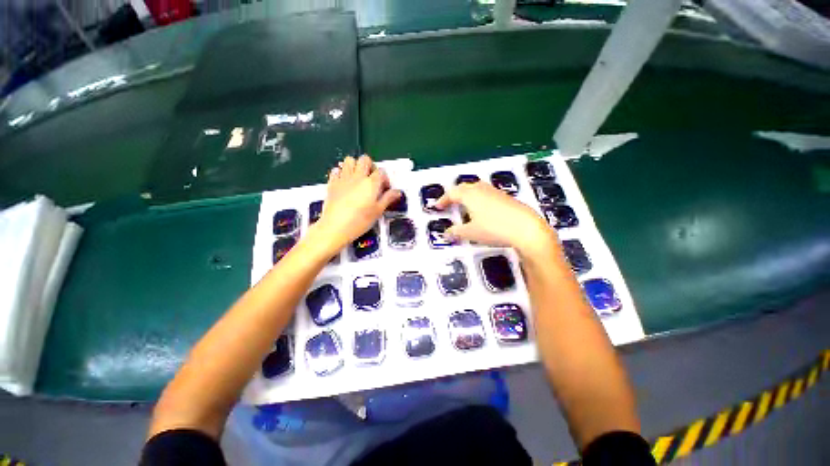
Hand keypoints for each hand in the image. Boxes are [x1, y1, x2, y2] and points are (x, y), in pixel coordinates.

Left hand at [312, 155, 400, 251]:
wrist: (335, 227)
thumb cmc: (360, 221)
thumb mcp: (378, 211)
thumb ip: (388, 198)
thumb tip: (398, 192)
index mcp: (371, 183)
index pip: (381, 171)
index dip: (385, 178)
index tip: (385, 188)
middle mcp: (358, 176)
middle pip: (365, 159)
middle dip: (370, 166)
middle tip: (372, 179)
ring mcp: (343, 178)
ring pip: (349, 160)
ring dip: (355, 166)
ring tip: (358, 178)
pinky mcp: (332, 183)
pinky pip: (336, 170)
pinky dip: (341, 172)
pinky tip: (344, 182)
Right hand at [435, 182, 555, 255]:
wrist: (526, 228)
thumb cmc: (494, 229)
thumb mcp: (471, 233)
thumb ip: (456, 232)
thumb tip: (446, 233)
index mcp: (470, 195)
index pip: (452, 193)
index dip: (443, 200)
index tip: (437, 206)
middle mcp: (482, 189)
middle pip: (464, 187)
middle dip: (454, 194)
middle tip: (449, 203)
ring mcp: (495, 192)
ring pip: (476, 188)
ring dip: (467, 194)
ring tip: (464, 205)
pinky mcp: (505, 197)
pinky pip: (486, 193)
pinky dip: (478, 198)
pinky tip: (482, 209)